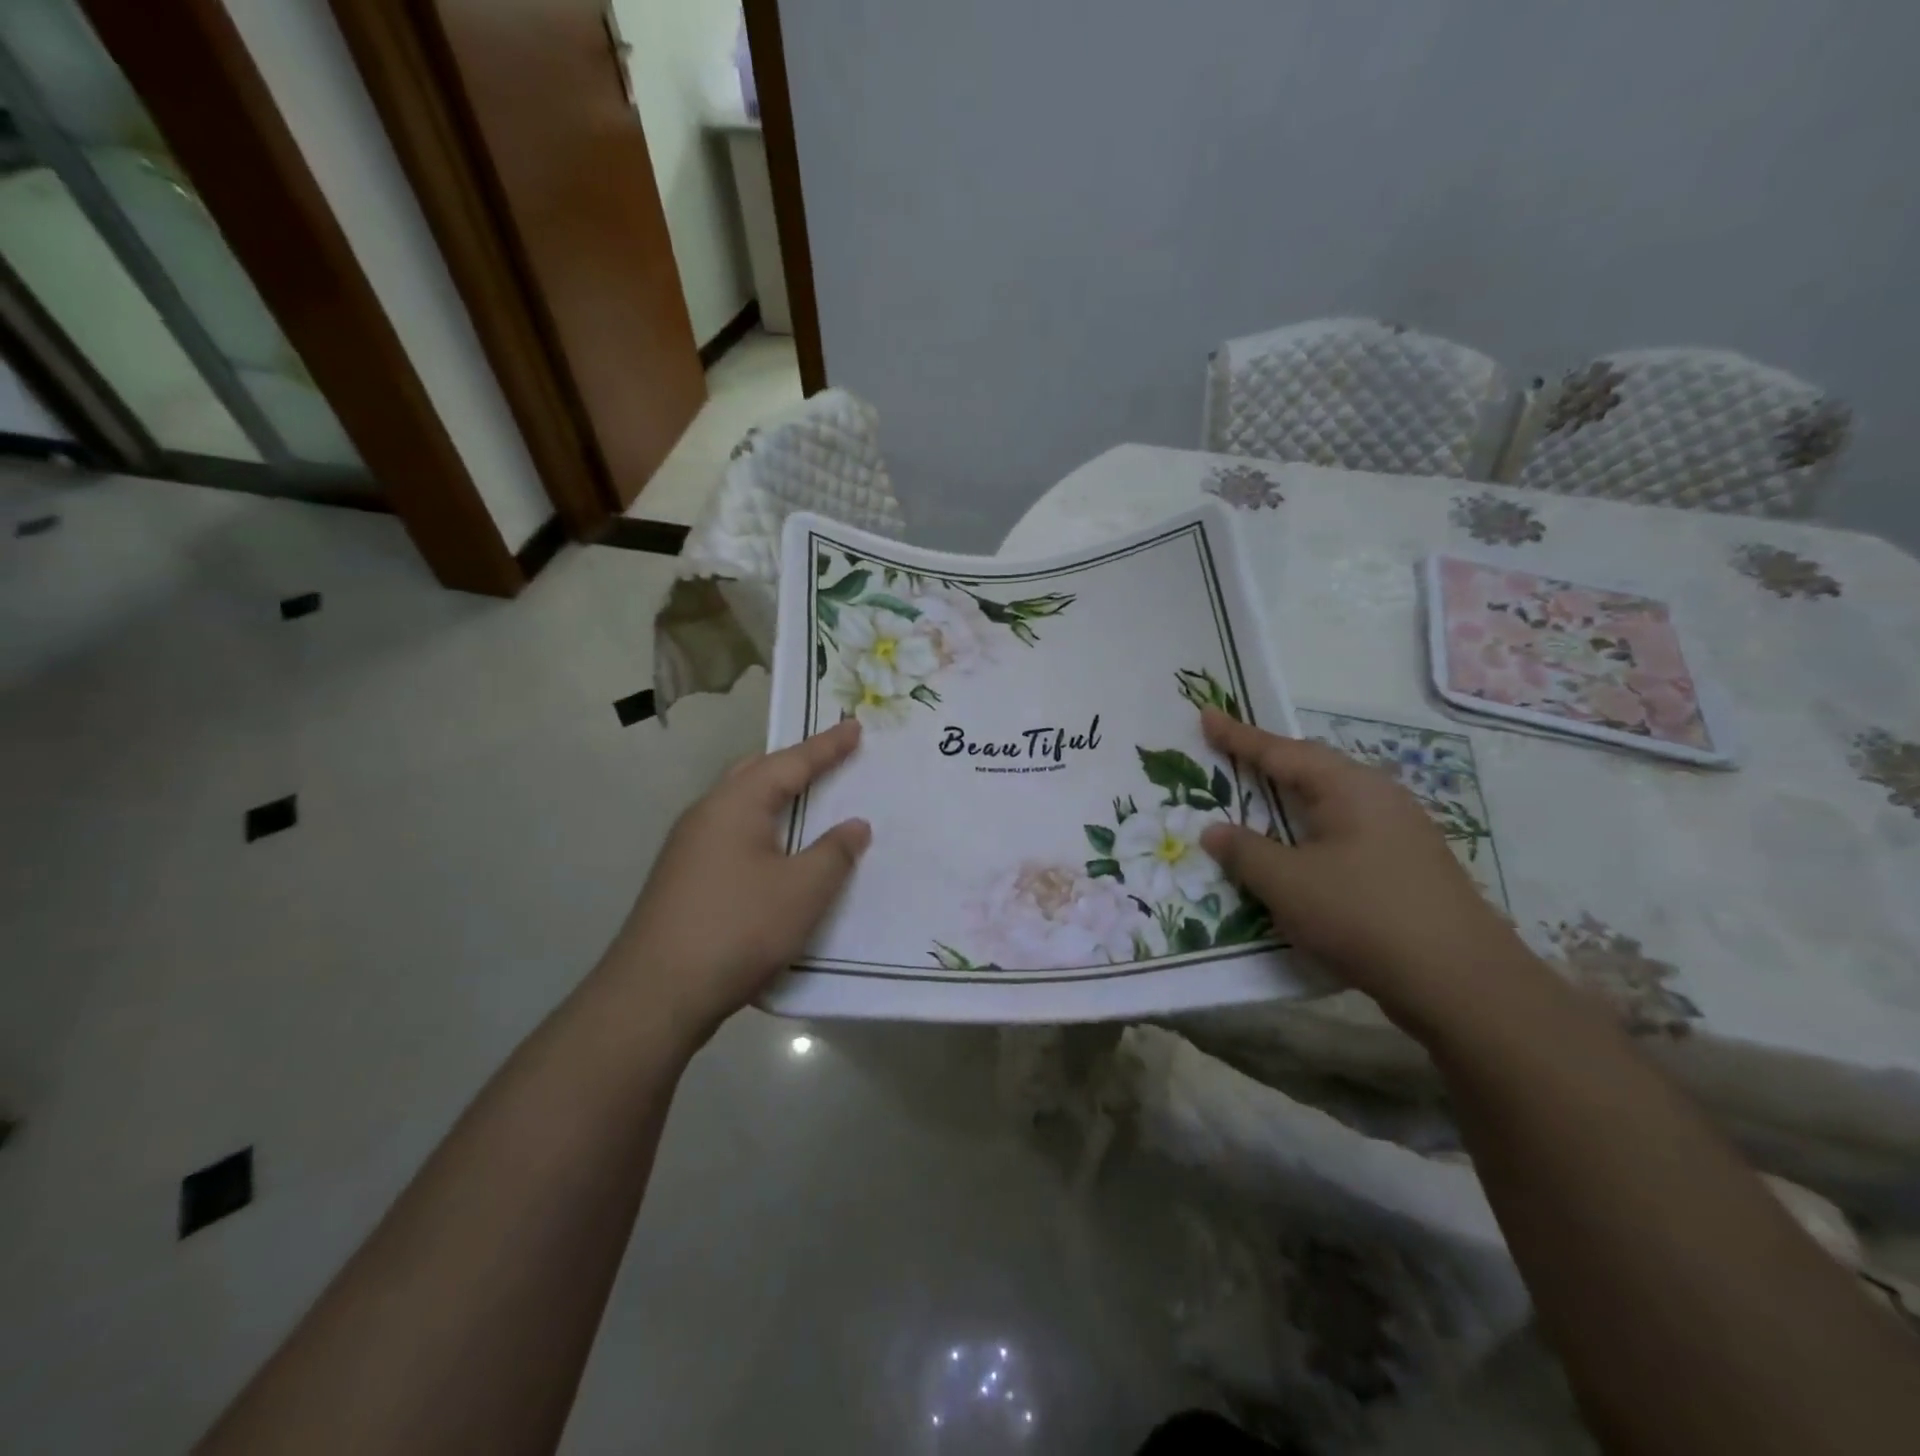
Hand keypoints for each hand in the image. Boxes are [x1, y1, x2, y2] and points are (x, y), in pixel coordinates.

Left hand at [604, 720, 870, 1047]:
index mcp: (735, 804)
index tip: (855, 726)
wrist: (655, 994)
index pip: (790, 762)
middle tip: (828, 760)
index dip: (827, 746)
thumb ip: (835, 852)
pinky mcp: (683, 880)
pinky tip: (775, 856)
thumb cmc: (738, 928)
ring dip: (775, 800)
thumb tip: (854, 825)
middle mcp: (706, 815)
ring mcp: (688, 849)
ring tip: (806, 803)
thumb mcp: (803, 890)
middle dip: (794, 764)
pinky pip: (732, 836)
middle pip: (755, 774)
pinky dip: (762, 831)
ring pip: (740, 807)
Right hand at [1198, 708, 1534, 1032]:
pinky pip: (1344, 833)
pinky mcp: (1407, 866)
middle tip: (1228, 756)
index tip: (1207, 713)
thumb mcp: (1288, 883)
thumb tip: (1213, 831)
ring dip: (1290, 801)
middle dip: (1268, 762)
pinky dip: (1310, 833)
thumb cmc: (1364, 915)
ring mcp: (1399, 832)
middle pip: (1312, 770)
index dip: (1238, 736)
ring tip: (1257, 801)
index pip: (1282, 751)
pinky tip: (1299, 854)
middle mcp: (1379, 798)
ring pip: (1331, 803)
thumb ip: (1245, 852)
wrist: (1461, 982)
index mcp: (1349, 788)